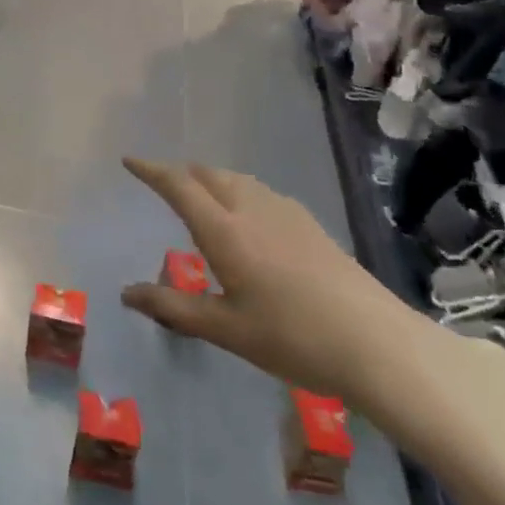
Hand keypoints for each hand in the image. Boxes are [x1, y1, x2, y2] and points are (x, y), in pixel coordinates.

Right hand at [119, 158, 425, 402]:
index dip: (151, 170)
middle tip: (162, 183)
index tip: (130, 161)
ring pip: (238, 180)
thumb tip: (127, 293)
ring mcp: (286, 214)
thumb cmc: (291, 337)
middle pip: (209, 174)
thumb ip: (172, 307)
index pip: (179, 186)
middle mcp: (252, 210)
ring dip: (211, 179)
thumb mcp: (224, 329)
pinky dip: (239, 191)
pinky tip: (248, 218)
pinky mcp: (311, 225)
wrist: (377, 343)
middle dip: (181, 173)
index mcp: (224, 231)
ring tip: (200, 196)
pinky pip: (261, 192)